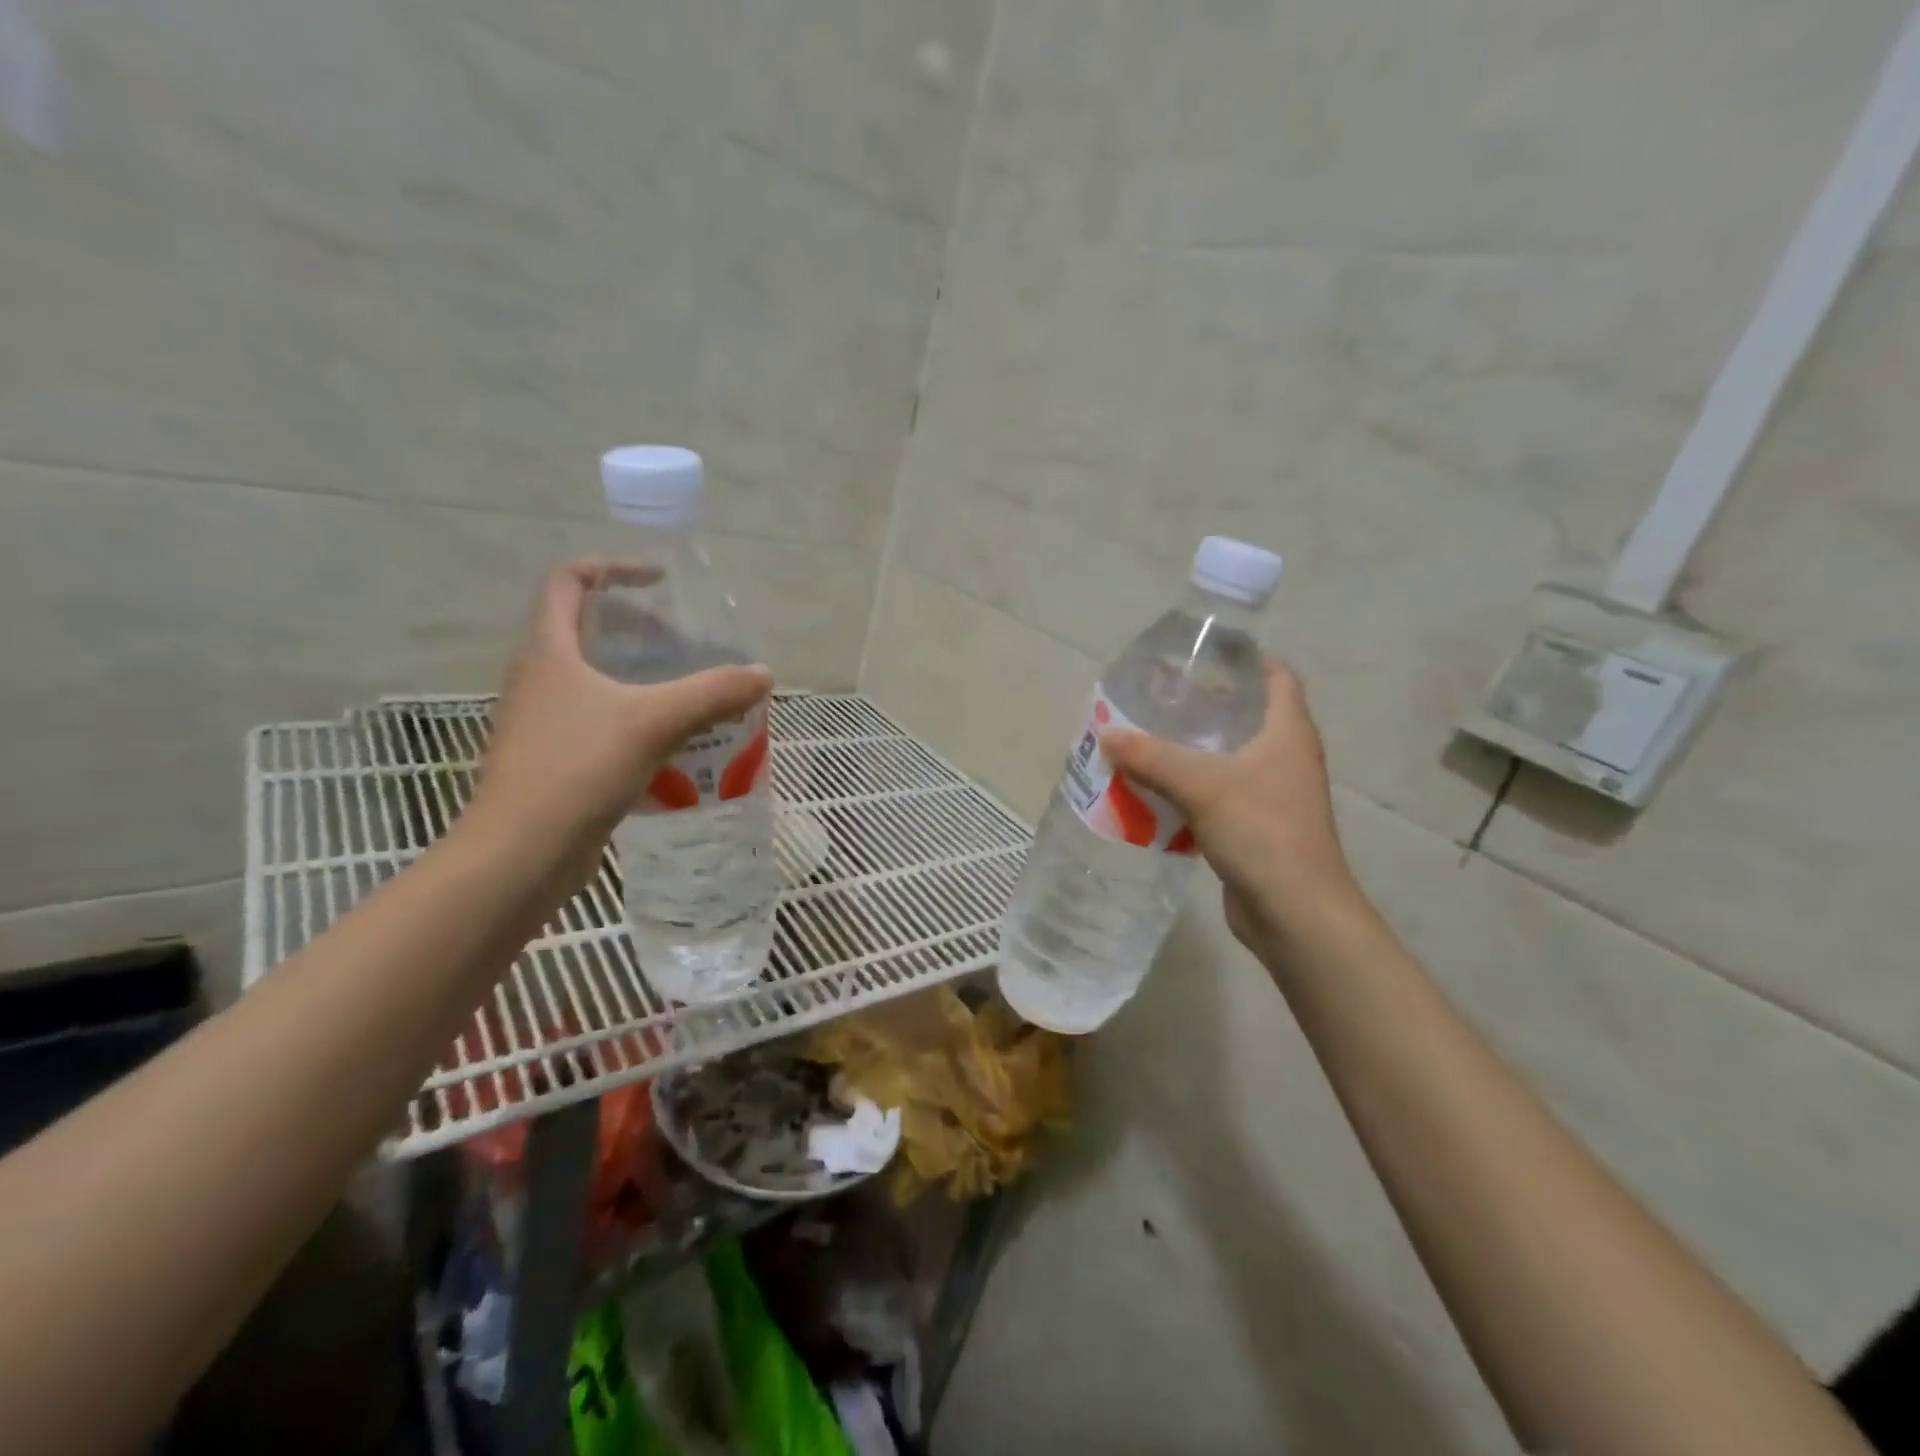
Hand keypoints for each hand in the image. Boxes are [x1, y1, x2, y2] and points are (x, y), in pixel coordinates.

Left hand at [465, 561, 771, 890]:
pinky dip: (636, 719)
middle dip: (638, 630)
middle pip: (585, 630)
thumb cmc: (577, 770)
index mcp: (549, 651)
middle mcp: (538, 678)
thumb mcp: (655, 722)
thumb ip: (713, 693)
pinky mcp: (554, 760)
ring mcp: (543, 721)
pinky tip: (673, 743)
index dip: (613, 568)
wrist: (521, 855)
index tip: (659, 581)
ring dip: (640, 678)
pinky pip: (600, 721)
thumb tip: (762, 674)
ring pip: (595, 680)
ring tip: (689, 692)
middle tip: (685, 645)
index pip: (567, 582)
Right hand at [1100, 659, 1361, 953]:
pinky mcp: (1257, 826)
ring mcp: (1273, 794)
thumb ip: (1152, 757)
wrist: (1295, 912)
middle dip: (1204, 705)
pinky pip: (1220, 793)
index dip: (1244, 660)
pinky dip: (1190, 787)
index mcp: (1288, 732)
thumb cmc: (1261, 832)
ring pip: (1230, 757)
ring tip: (1147, 739)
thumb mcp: (1202, 786)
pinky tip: (1155, 789)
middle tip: (1158, 699)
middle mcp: (1286, 756)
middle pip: (1247, 715)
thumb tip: (1106, 734)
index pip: (1276, 676)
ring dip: (1192, 749)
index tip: (1200, 657)